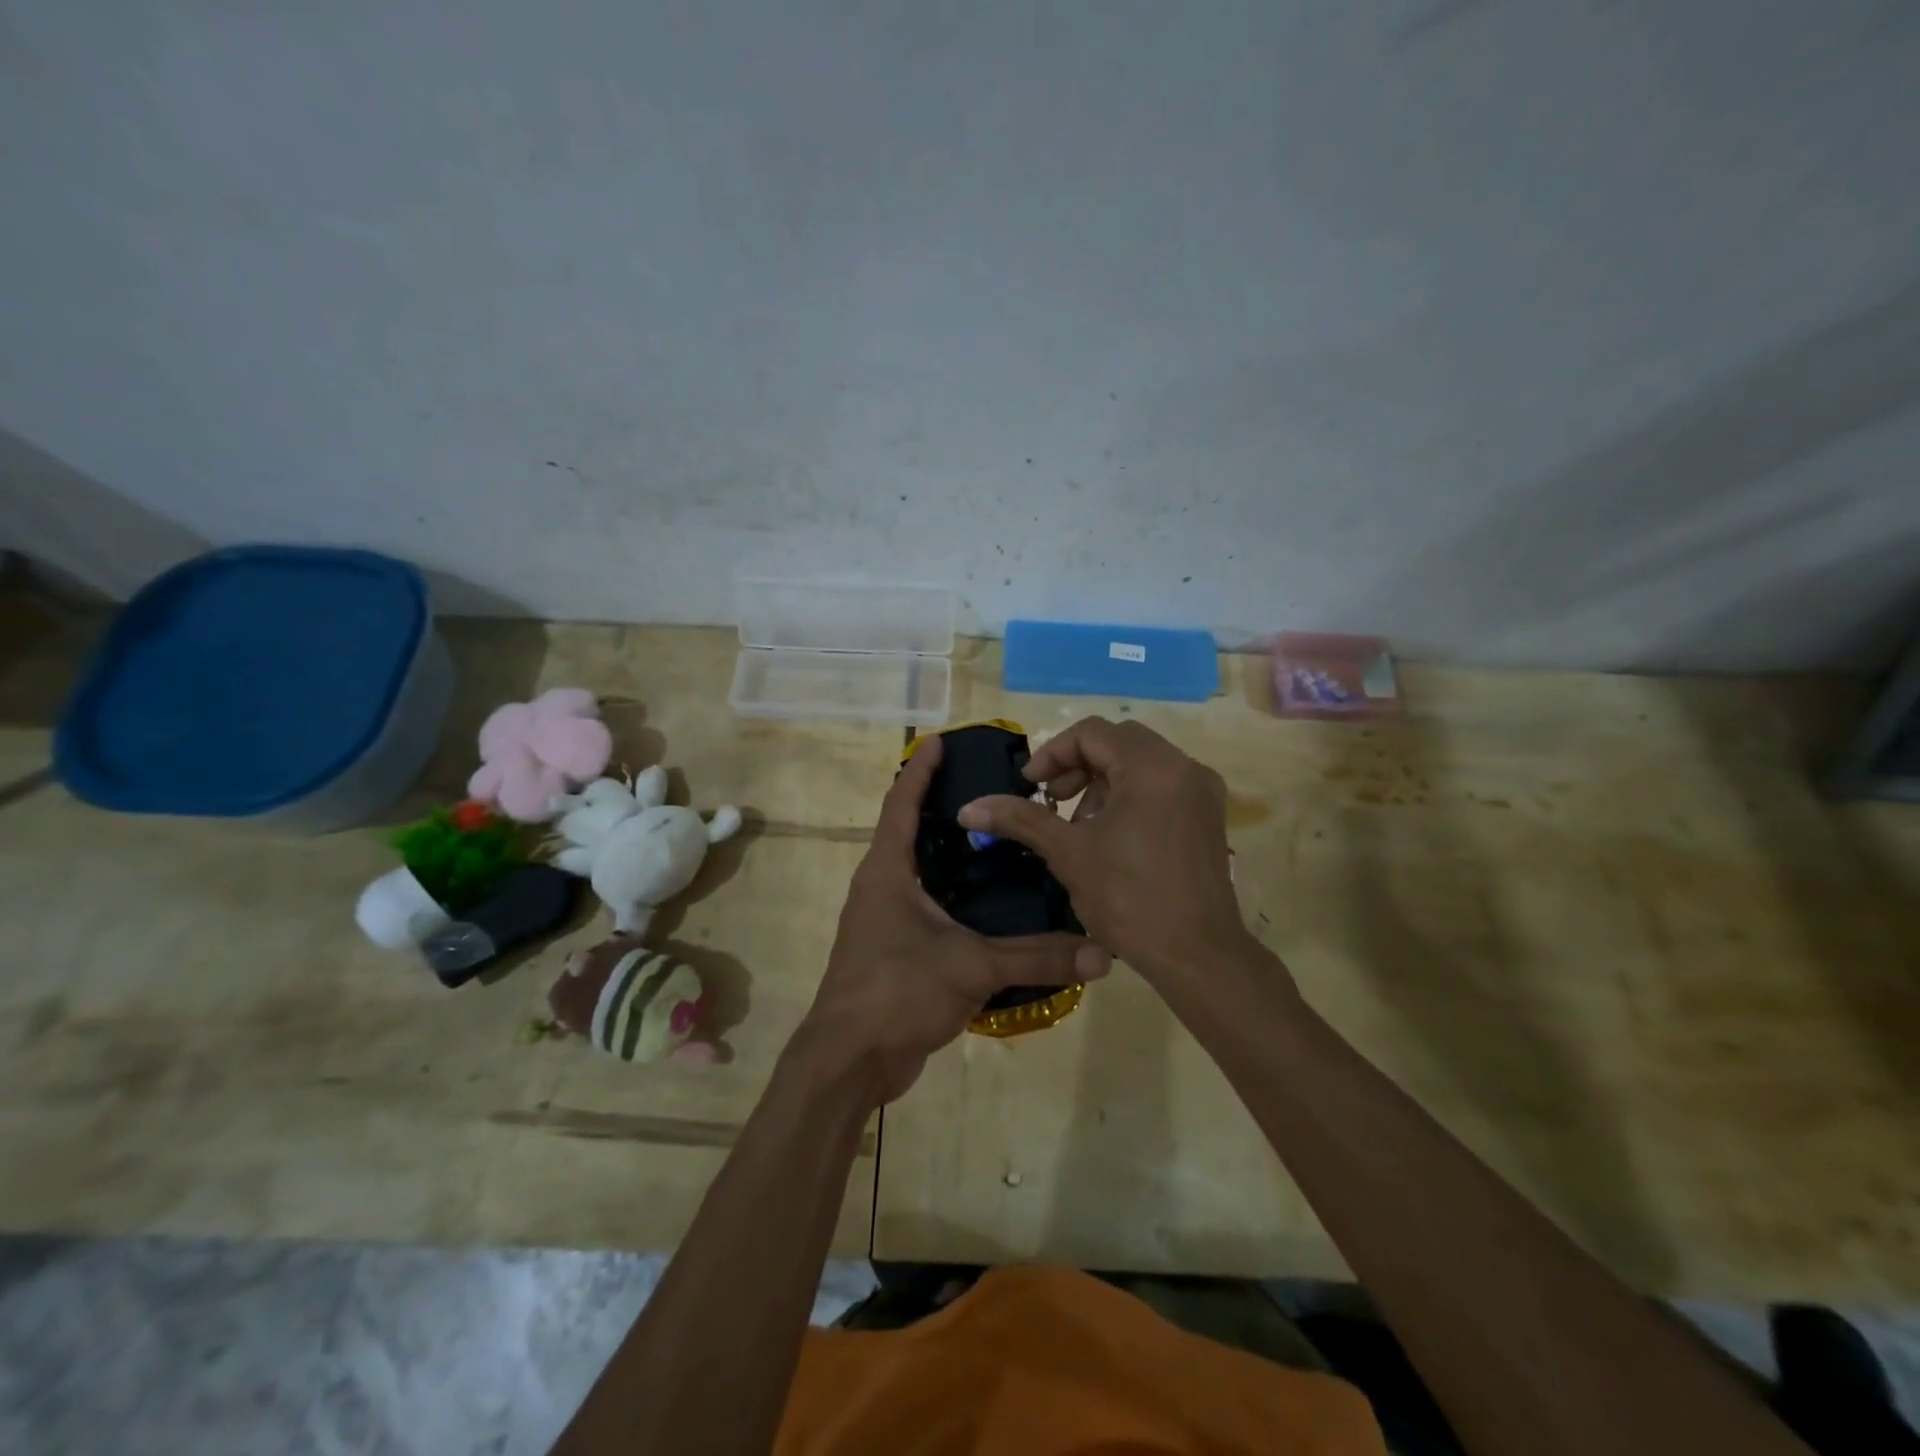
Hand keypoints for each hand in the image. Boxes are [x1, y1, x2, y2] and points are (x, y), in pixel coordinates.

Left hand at [795, 734, 1109, 1104]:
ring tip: (998, 839)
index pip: (902, 803)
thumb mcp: (971, 967)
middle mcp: (880, 885)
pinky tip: (989, 902)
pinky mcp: (894, 949)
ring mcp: (883, 919)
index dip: (920, 769)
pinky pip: (926, 907)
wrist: (850, 1061)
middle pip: (909, 831)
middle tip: (992, 789)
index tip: (941, 740)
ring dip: (949, 853)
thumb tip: (1103, 952)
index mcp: (887, 870)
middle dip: (943, 806)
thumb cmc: (897, 992)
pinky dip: (953, 894)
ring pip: (919, 871)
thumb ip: (1037, 956)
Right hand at [958, 717, 1255, 990]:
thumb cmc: (1129, 898)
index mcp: (1152, 767)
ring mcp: (1202, 791)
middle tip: (1051, 802)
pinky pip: (1161, 786)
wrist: (1197, 955)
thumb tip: (968, 808)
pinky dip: (1129, 797)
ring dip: (1101, 783)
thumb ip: (1020, 819)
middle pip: (1118, 743)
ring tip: (1078, 825)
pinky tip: (1110, 836)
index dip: (1052, 754)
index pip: (1091, 733)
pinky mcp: (1209, 816)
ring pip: (1140, 764)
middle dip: (1076, 767)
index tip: (1030, 786)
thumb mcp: (1068, 853)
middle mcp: (1184, 767)